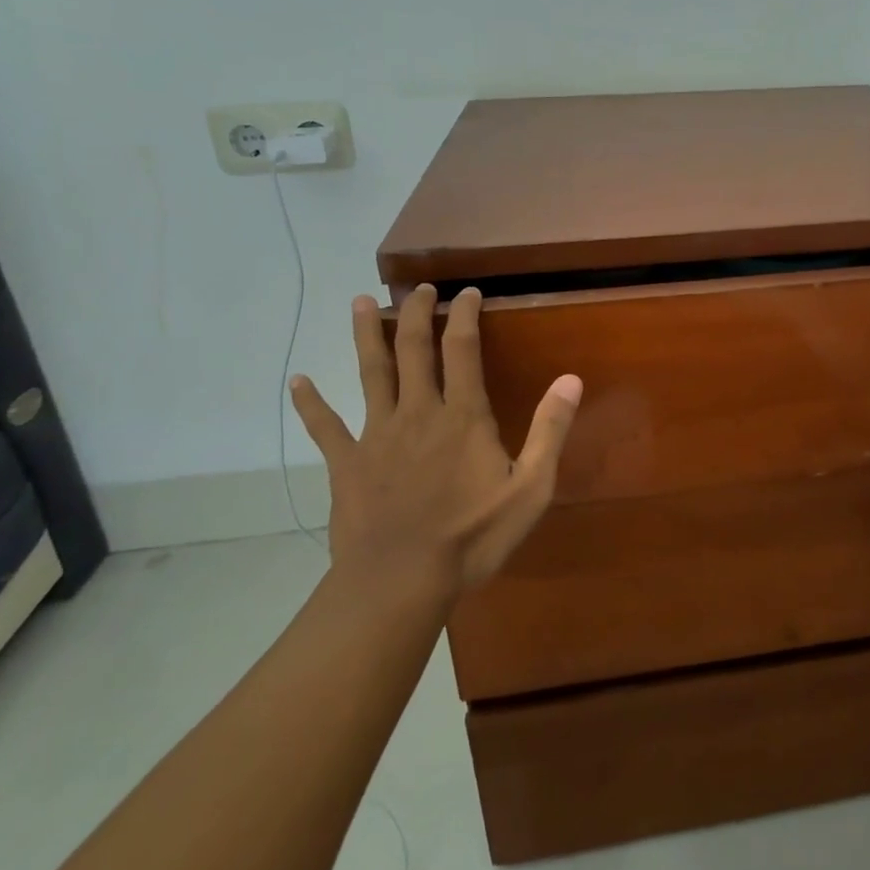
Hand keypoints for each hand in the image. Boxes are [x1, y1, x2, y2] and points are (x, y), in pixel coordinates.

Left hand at [289, 285, 582, 602]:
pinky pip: (324, 426)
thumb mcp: (530, 487)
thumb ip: (550, 430)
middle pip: (414, 349)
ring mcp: (376, 435)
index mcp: (463, 416)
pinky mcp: (346, 463)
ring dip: (366, 335)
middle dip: (417, 312)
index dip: (465, 315)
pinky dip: (310, 402)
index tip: (469, 292)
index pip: (463, 349)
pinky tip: (298, 381)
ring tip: (359, 302)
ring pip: (370, 373)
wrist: (400, 582)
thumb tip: (571, 379)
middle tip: (419, 287)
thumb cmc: (473, 536)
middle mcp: (418, 412)